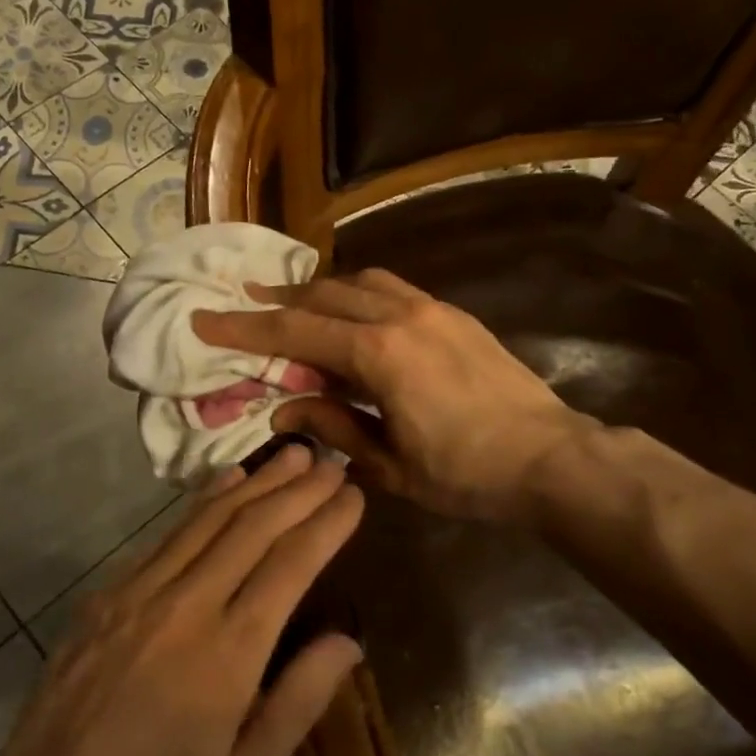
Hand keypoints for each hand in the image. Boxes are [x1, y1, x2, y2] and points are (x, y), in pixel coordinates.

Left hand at [0, 447, 363, 755]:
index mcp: (230, 652)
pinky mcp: (110, 591)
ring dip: (258, 483)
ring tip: (293, 456)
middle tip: (332, 463)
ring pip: (210, 519)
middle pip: (254, 528)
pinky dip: (204, 501)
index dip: (326, 524)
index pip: (291, 565)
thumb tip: (348, 642)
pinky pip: (168, 534)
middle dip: (299, 490)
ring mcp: (142, 590)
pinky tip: (228, 482)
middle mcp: (188, 605)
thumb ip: (299, 702)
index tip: (354, 495)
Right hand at [193, 270, 586, 523]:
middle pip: (323, 295)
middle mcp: (401, 316)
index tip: (204, 319)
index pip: (295, 331)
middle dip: (278, 301)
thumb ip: (333, 426)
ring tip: (292, 306)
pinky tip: (350, 316)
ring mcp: (432, 309)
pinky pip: (391, 288)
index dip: (244, 326)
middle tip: (243, 306)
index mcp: (379, 354)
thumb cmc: (467, 475)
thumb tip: (284, 409)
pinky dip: (357, 294)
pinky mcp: (454, 314)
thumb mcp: (389, 464)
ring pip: (359, 281)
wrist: (551, 458)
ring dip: (319, 291)